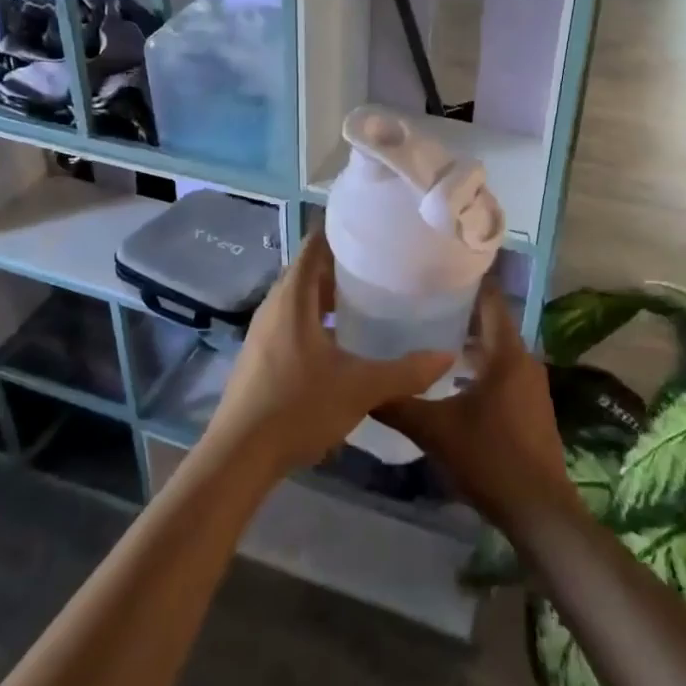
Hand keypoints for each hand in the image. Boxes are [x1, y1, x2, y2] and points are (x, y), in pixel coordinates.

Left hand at [204, 234, 454, 478]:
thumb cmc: (298, 407)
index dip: (340, 232)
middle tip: (381, 265)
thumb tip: (446, 356)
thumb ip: (405, 372)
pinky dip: (315, 318)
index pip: (314, 245)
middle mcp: (274, 306)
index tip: (373, 229)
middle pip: (308, 270)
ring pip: (299, 298)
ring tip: (367, 299)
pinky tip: (340, 341)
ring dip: (327, 294)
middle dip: (341, 265)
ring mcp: (263, 331)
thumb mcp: (360, 388)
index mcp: (293, 298)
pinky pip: (291, 321)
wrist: (239, 456)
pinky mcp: (260, 355)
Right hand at [377, 282, 577, 532]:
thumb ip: (397, 405)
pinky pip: (503, 370)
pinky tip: (451, 379)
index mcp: (506, 353)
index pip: (490, 299)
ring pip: (496, 349)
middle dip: (459, 311)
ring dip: (468, 341)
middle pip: (491, 322)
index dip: (467, 280)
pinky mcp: (531, 406)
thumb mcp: (435, 431)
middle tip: (420, 302)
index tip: (437, 268)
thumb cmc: (489, 459)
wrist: (539, 511)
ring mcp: (531, 385)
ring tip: (428, 336)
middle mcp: (524, 360)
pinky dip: (479, 364)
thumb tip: (361, 388)